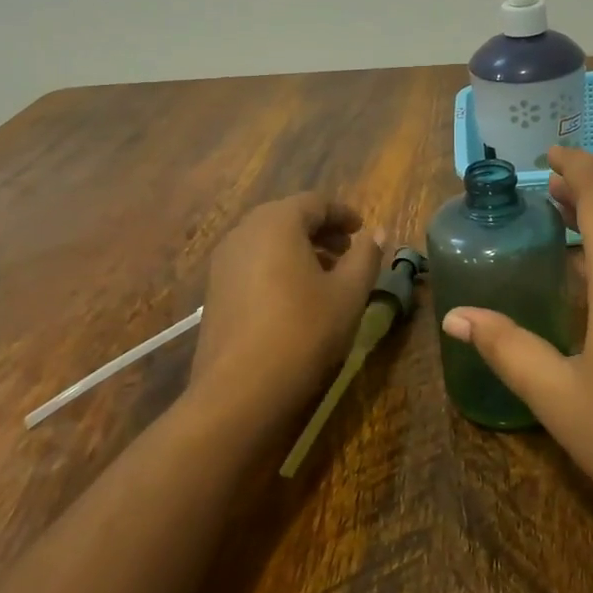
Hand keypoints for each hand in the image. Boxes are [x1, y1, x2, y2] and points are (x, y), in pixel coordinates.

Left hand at [190, 194, 384, 428]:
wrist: (240, 389)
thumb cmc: (304, 331)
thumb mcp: (348, 293)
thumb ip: (366, 257)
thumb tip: (377, 233)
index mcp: (277, 222)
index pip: (315, 202)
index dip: (343, 213)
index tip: (363, 229)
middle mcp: (244, 232)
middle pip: (288, 218)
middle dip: (320, 230)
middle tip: (347, 251)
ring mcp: (223, 262)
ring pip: (267, 242)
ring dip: (299, 250)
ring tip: (327, 275)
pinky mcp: (215, 291)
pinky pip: (252, 264)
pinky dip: (278, 267)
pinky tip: (296, 297)